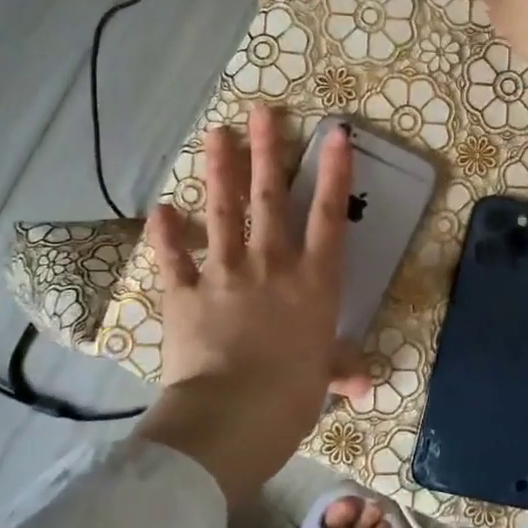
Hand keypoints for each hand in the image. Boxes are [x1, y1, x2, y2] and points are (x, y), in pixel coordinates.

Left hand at [135, 105, 370, 503]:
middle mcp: (271, 264)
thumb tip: (366, 383)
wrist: (234, 415)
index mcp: (312, 281)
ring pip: (223, 212)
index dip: (334, 172)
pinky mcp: (185, 293)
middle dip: (267, 151)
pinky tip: (160, 209)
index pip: (328, 216)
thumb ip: (340, 368)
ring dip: (220, 171)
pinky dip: (165, 235)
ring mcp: (225, 274)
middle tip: (261, 112)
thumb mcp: (323, 378)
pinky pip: (173, 258)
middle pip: (270, 198)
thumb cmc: (292, 395)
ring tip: (215, 134)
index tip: (334, 133)